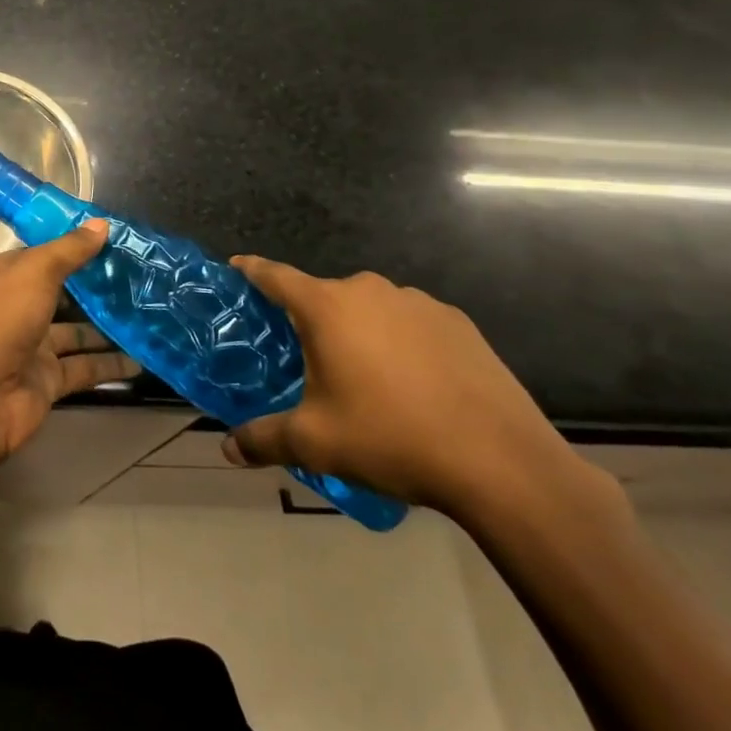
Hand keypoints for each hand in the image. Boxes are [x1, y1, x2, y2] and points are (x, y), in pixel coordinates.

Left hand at [0, 219, 139, 460]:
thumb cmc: (0, 320)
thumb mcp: (35, 272)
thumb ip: (69, 250)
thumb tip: (102, 224)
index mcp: (4, 274)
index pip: (43, 255)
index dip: (75, 246)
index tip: (115, 240)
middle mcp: (16, 307)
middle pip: (62, 293)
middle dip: (97, 288)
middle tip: (142, 279)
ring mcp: (32, 346)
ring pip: (76, 332)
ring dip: (108, 327)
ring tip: (150, 316)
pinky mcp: (47, 381)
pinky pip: (84, 368)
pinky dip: (109, 365)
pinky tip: (141, 359)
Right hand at [221, 259, 580, 520]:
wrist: (502, 464)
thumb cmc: (392, 439)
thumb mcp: (316, 443)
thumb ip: (264, 439)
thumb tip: (227, 448)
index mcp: (326, 308)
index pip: (274, 275)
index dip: (251, 270)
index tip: (235, 267)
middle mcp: (368, 291)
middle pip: (324, 296)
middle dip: (310, 321)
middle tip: (306, 358)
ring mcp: (417, 302)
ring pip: (369, 309)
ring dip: (358, 331)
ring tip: (365, 378)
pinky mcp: (457, 322)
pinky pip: (410, 323)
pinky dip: (400, 342)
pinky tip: (413, 384)